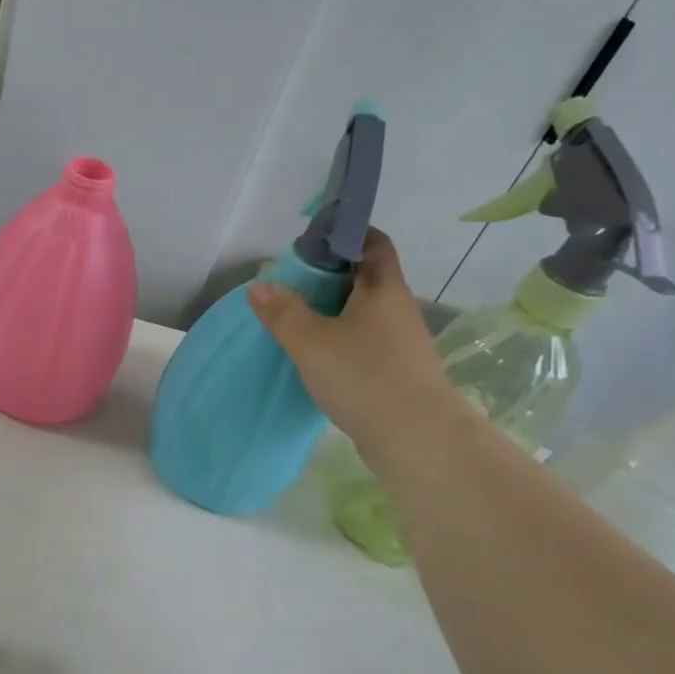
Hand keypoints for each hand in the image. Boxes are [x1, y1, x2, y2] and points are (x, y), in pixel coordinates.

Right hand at [247, 230, 464, 472]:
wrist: (415, 438)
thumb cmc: (364, 377)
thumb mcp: (311, 342)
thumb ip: (283, 313)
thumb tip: (259, 285)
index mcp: (383, 288)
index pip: (372, 243)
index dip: (345, 235)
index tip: (311, 243)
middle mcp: (397, 309)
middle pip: (365, 278)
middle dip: (330, 278)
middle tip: (290, 286)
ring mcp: (401, 342)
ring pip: (364, 314)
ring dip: (334, 313)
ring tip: (297, 322)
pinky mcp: (397, 371)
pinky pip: (365, 343)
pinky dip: (341, 341)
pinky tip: (318, 358)